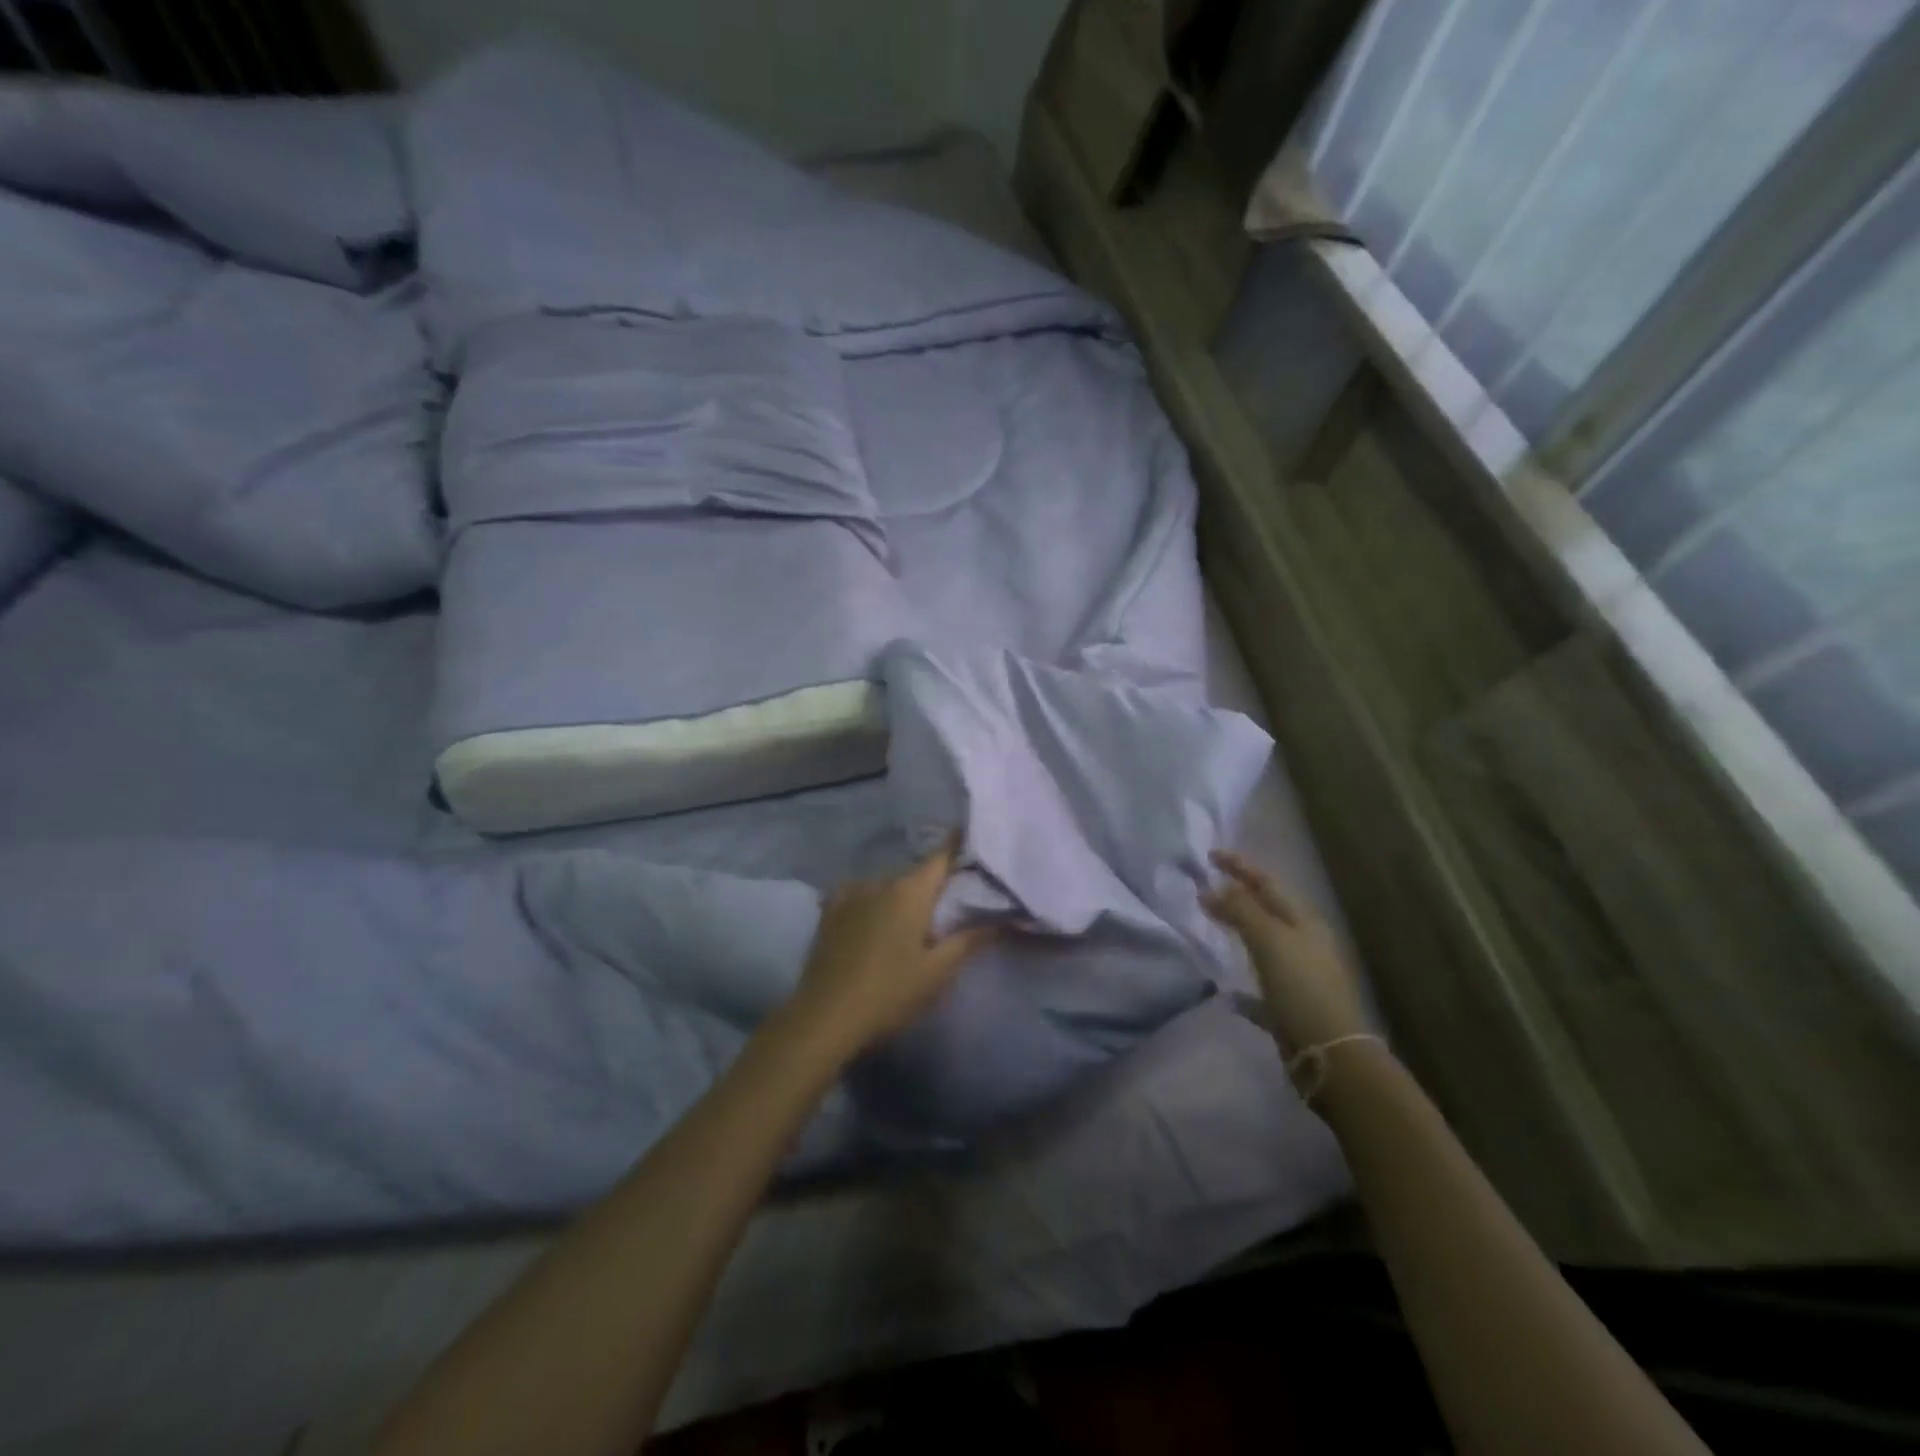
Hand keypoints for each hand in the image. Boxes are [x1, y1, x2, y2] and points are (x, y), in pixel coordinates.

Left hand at [785, 836, 999, 1058]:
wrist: (825, 1018)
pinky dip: (870, 902)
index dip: (959, 846)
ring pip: (886, 887)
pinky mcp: (829, 912)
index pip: (942, 856)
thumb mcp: (937, 972)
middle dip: (931, 888)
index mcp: (910, 891)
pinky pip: (858, 895)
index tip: (972, 839)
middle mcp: (880, 882)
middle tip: (946, 909)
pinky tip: (871, 920)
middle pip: (915, 876)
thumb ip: (969, 940)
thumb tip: (1003, 919)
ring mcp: (850, 894)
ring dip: (899, 899)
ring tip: (906, 926)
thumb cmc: (890, 993)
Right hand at [1203, 850, 1369, 1053]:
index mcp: (1303, 922)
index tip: (1210, 854)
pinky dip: (1244, 987)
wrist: (1330, 1053)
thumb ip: (1240, 910)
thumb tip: (1210, 889)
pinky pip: (1261, 989)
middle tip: (1208, 886)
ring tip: (1214, 927)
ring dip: (1240, 933)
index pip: (1267, 883)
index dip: (1240, 866)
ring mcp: (1300, 977)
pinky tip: (1226, 992)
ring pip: (1264, 946)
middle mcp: (1305, 944)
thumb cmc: (1301, 987)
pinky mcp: (1291, 1008)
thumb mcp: (1269, 939)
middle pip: (1267, 912)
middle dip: (1240, 897)